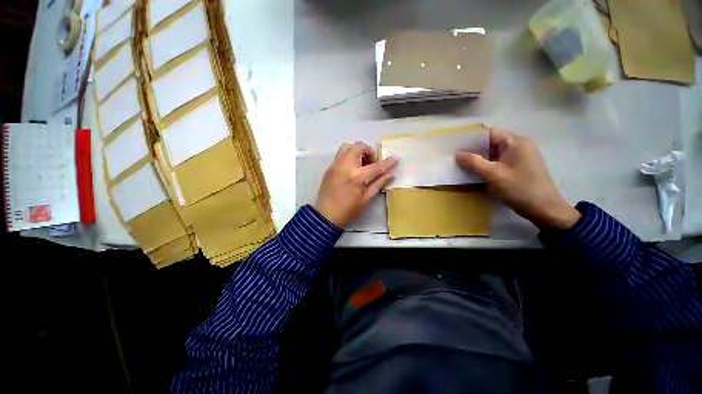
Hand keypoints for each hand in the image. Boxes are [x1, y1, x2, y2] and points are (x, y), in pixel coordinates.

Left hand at [314, 142, 397, 228]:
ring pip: (347, 147)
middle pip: (358, 147)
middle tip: (371, 163)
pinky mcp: (329, 168)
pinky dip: (349, 157)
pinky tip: (351, 170)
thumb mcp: (367, 199)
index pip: (376, 166)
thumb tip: (390, 175)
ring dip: (357, 151)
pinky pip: (340, 155)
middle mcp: (345, 166)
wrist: (326, 215)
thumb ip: (379, 184)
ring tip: (361, 164)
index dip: (387, 162)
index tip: (395, 158)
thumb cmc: (349, 210)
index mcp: (357, 177)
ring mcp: (335, 165)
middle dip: (369, 151)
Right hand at [456, 128, 580, 229]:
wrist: (545, 209)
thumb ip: (474, 162)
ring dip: (481, 159)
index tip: (457, 147)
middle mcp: (520, 145)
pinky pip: (501, 161)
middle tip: (457, 158)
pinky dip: (489, 165)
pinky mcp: (522, 167)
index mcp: (516, 142)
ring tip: (464, 166)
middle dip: (474, 150)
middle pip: (492, 142)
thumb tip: (457, 153)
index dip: (472, 139)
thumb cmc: (519, 189)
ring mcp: (522, 156)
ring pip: (495, 153)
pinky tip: (479, 173)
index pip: (490, 133)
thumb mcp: (493, 175)